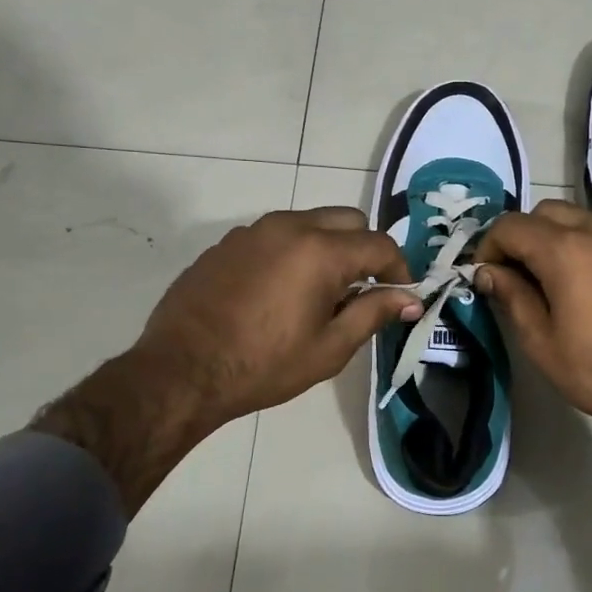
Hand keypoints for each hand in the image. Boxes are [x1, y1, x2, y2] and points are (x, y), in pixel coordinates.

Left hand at [34, 208, 418, 512]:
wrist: (181, 371)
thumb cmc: (264, 365)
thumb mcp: (329, 347)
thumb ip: (374, 314)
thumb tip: (410, 299)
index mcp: (321, 251)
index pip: (380, 244)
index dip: (399, 269)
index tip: (400, 296)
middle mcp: (289, 227)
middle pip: (347, 220)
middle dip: (364, 249)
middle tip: (360, 291)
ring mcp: (253, 231)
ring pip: (309, 222)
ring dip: (327, 248)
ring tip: (318, 293)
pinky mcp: (227, 243)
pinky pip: (274, 236)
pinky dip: (291, 253)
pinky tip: (278, 293)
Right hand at [474, 201, 591, 535]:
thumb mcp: (545, 345)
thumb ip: (513, 298)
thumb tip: (489, 272)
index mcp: (566, 250)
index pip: (510, 225)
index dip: (489, 248)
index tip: (485, 279)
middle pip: (543, 212)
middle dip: (520, 237)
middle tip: (513, 278)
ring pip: (574, 218)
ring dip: (550, 239)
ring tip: (545, 283)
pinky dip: (578, 244)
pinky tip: (579, 285)